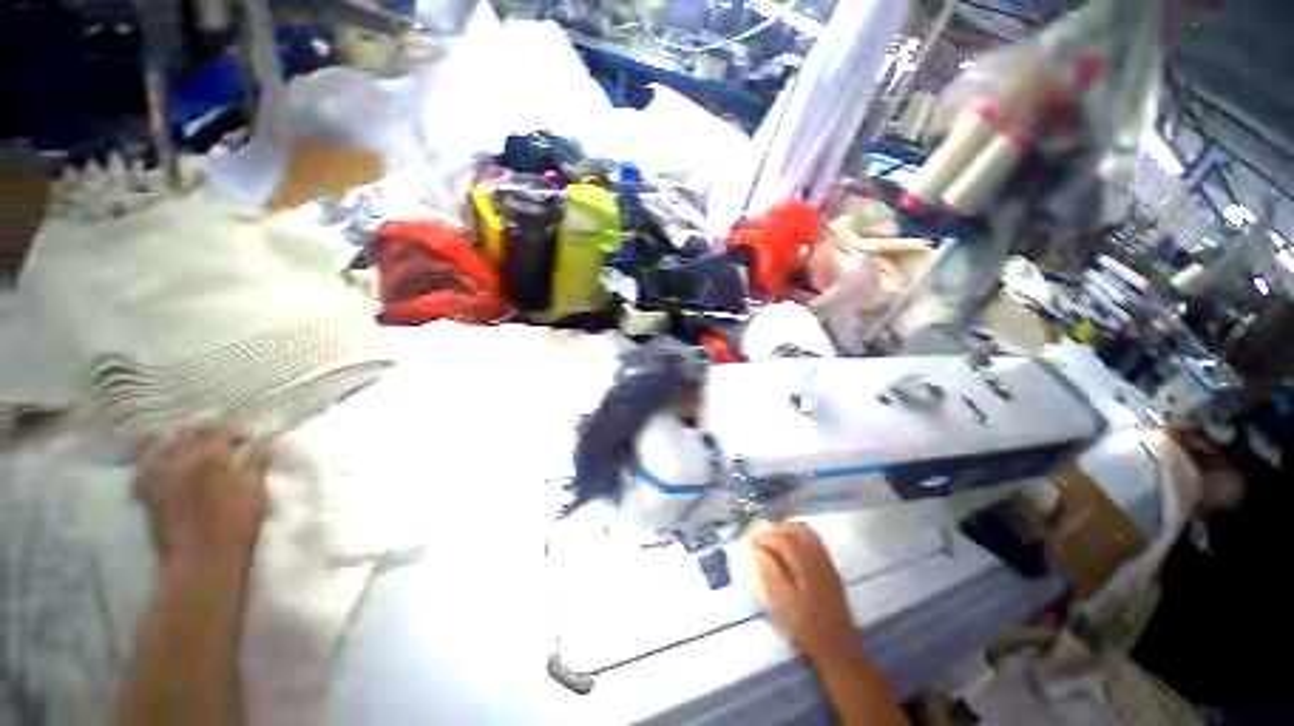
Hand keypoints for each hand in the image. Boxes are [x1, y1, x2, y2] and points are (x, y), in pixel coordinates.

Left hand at [135, 429, 268, 574]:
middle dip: (206, 434)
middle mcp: (179, 460)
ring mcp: (158, 476)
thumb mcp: (256, 492)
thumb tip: (264, 445)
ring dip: (179, 442)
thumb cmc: (236, 525)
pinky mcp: (146, 494)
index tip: (249, 440)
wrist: (201, 562)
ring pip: (163, 446)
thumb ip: (258, 464)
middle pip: (190, 434)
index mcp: (209, 457)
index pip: (222, 432)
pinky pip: (144, 467)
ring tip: (192, 448)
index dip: (237, 433)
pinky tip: (161, 462)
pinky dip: (152, 460)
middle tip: (222, 442)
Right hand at [751, 523, 860, 663]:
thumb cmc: (805, 627)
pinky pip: (813, 540)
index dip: (766, 536)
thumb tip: (759, 551)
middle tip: (760, 537)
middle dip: (776, 529)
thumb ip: (769, 573)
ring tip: (772, 540)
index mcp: (805, 565)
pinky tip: (789, 548)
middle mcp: (818, 558)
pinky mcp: (830, 568)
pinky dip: (798, 536)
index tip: (751, 540)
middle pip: (796, 530)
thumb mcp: (781, 604)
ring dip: (787, 531)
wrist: (838, 647)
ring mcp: (826, 561)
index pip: (784, 539)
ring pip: (806, 533)